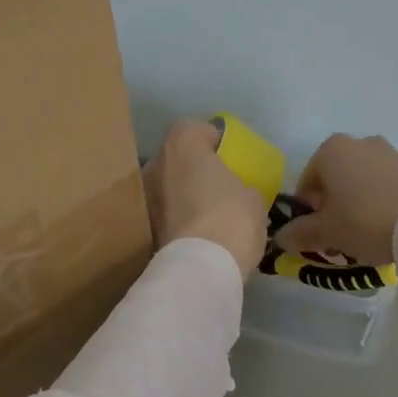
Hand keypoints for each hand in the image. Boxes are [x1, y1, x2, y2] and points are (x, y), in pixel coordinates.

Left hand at [144, 119, 265, 279]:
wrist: (200, 267)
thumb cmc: (231, 218)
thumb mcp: (254, 197)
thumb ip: (243, 185)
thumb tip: (240, 193)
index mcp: (183, 143)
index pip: (195, 129)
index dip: (212, 140)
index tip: (228, 157)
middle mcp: (156, 161)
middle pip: (177, 156)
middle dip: (195, 168)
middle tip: (218, 186)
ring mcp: (145, 194)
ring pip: (168, 184)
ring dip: (184, 193)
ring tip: (208, 212)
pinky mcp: (143, 225)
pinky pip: (165, 211)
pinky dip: (178, 216)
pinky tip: (197, 232)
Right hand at [274, 134, 397, 268]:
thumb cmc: (364, 221)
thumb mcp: (326, 232)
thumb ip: (299, 232)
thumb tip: (281, 236)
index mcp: (332, 149)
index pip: (307, 182)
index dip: (308, 212)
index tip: (317, 235)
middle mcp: (360, 142)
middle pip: (336, 179)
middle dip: (333, 206)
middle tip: (340, 236)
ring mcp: (390, 153)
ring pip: (362, 181)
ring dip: (357, 204)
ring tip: (366, 235)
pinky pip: (387, 186)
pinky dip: (382, 202)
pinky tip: (388, 227)